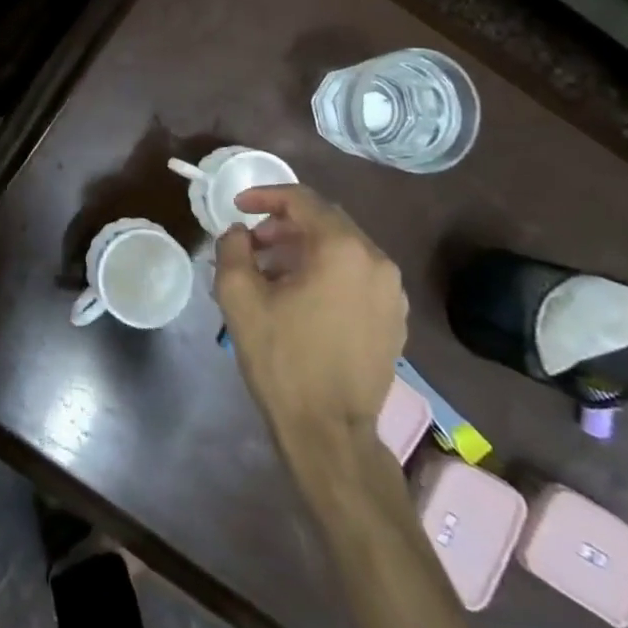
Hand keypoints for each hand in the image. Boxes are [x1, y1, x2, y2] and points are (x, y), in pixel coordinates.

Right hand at [214, 186, 406, 454]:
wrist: (329, 431)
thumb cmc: (282, 358)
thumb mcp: (239, 296)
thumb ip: (232, 248)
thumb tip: (238, 232)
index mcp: (343, 250)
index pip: (302, 201)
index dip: (265, 196)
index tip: (237, 207)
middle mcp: (377, 262)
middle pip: (326, 222)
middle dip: (284, 224)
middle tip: (252, 242)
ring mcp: (392, 293)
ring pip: (343, 249)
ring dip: (304, 248)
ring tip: (271, 271)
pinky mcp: (395, 320)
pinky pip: (357, 276)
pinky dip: (326, 272)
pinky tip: (300, 297)